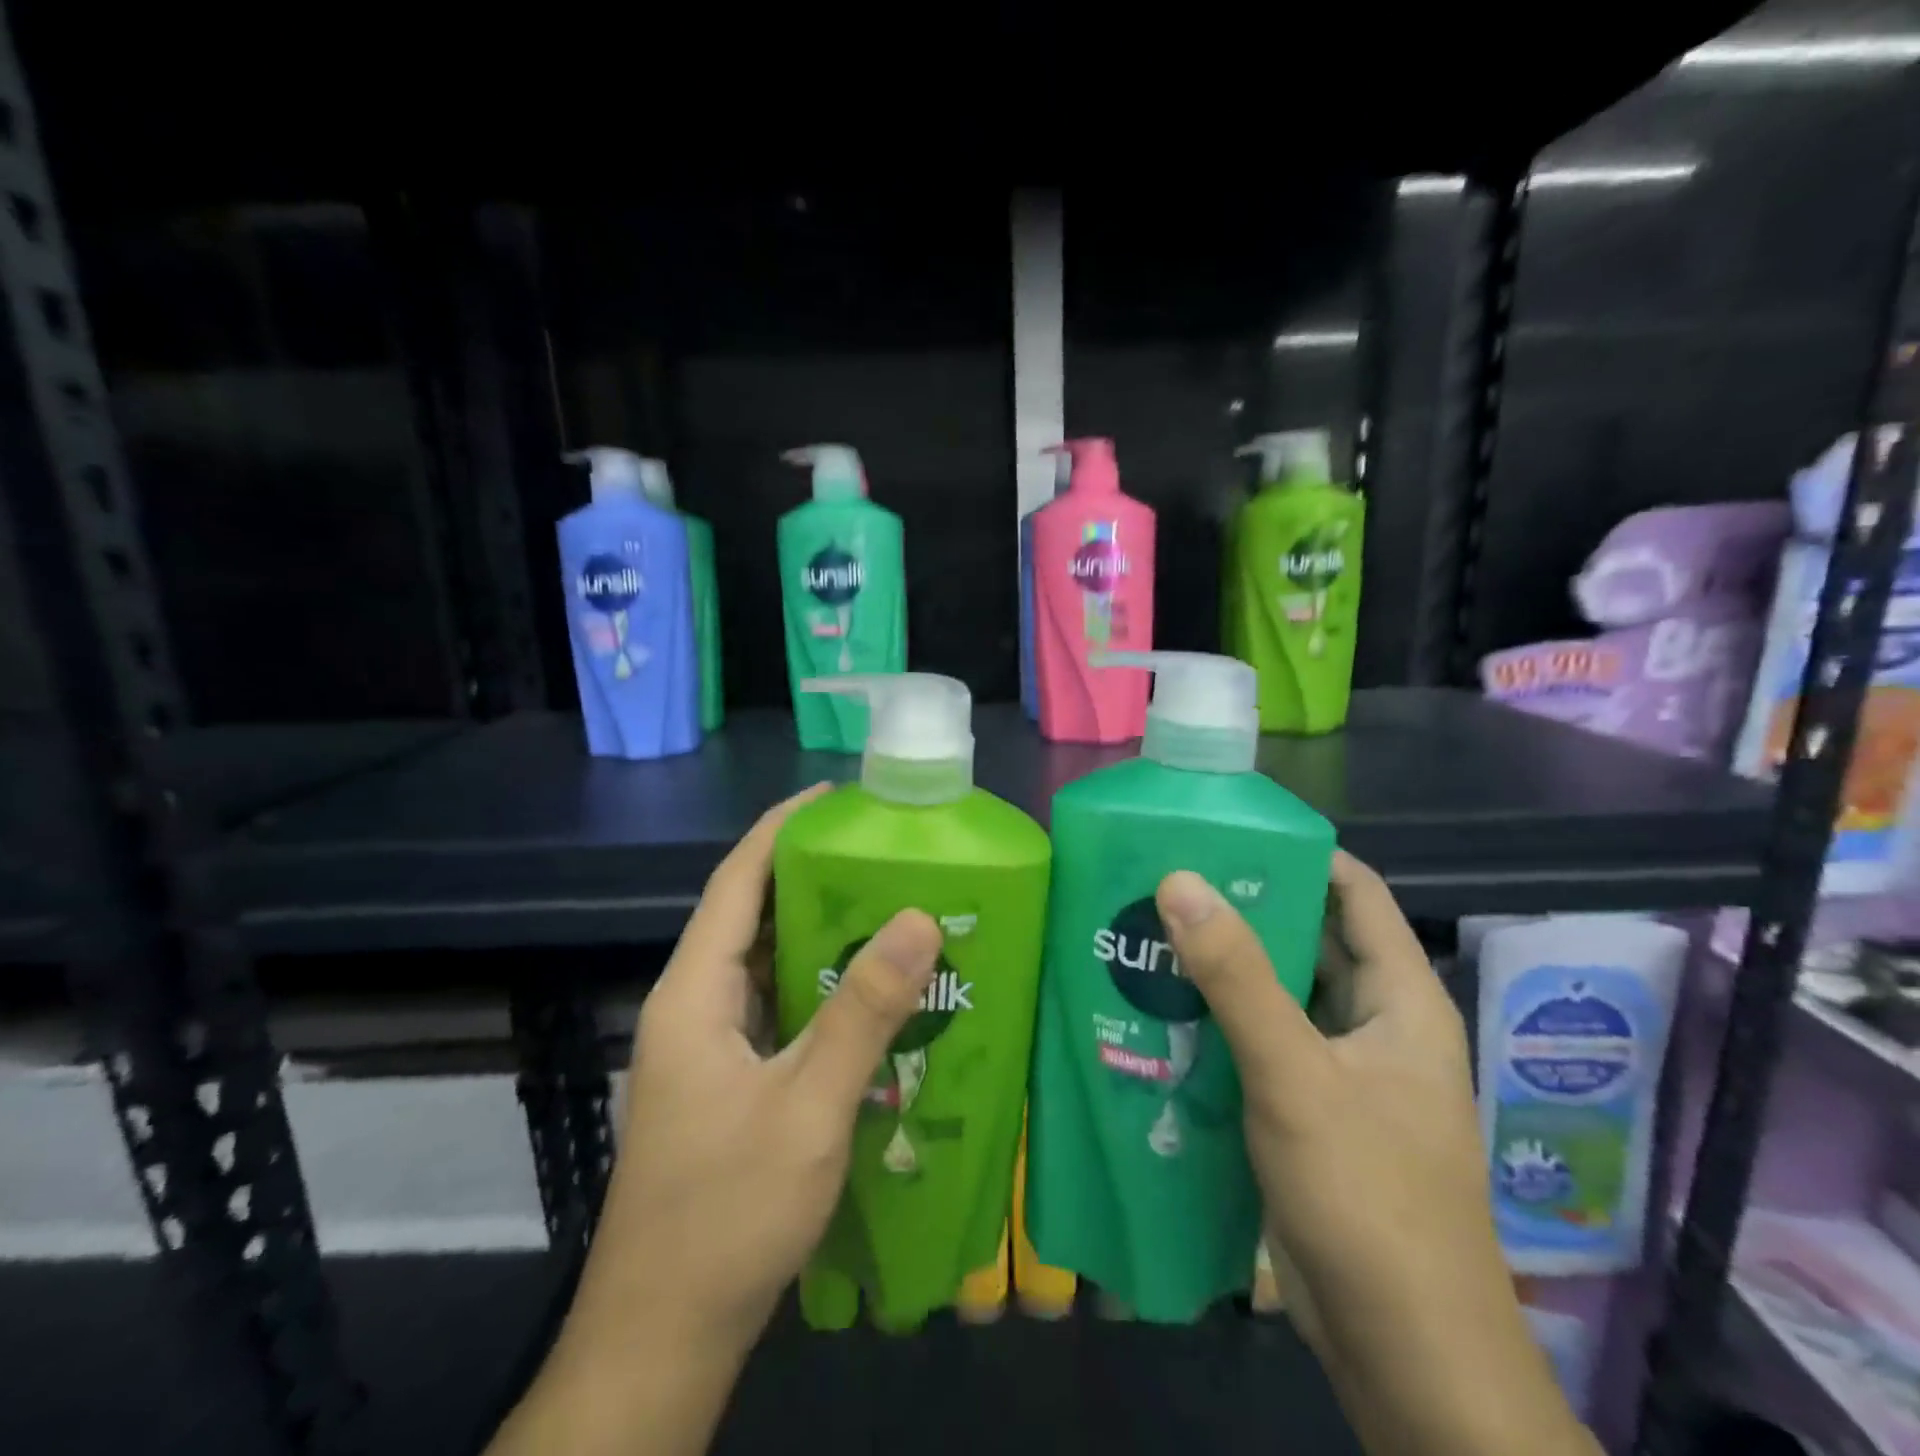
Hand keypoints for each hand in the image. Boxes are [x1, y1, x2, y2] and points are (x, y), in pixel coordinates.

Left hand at [496, 786, 942, 1455]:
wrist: (664, 1338)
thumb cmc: (727, 1214)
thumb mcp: (809, 1106)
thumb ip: (864, 1010)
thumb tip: (917, 917)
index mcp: (695, 994)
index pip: (737, 881)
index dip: (783, 829)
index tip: (838, 798)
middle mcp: (696, 1007)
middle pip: (754, 916)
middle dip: (815, 876)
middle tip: (887, 854)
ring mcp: (711, 1048)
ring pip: (769, 965)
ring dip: (824, 934)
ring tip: (893, 908)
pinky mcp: (731, 1081)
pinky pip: (780, 1008)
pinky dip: (823, 987)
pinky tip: (875, 994)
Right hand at [1157, 854, 1596, 1455]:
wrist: (1404, 1354)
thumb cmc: (1367, 1197)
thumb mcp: (1294, 1075)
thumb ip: (1235, 977)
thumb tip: (1178, 879)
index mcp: (1399, 999)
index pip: (1354, 892)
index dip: (1298, 852)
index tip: (1225, 831)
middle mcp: (1373, 1024)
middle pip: (1307, 939)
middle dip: (1241, 907)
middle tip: (1164, 879)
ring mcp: (1341, 1072)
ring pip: (1278, 995)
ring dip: (1223, 968)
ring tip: (1148, 933)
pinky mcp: (1308, 1112)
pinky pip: (1260, 1044)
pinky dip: (1218, 1022)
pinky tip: (1160, 1012)